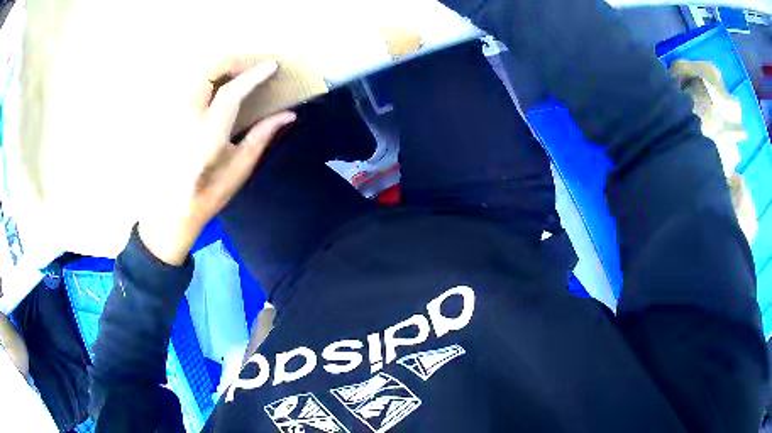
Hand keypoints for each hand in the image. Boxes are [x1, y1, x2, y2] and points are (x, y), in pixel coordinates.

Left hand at [139, 58, 295, 265]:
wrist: (170, 211)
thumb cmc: (208, 194)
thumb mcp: (240, 168)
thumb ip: (262, 136)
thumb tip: (289, 114)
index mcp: (207, 134)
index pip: (232, 92)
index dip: (254, 75)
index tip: (272, 66)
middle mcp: (186, 117)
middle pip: (208, 70)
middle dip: (234, 61)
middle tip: (253, 67)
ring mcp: (173, 114)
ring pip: (196, 72)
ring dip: (219, 66)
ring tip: (237, 72)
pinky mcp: (167, 115)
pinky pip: (188, 83)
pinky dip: (206, 76)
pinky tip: (216, 84)